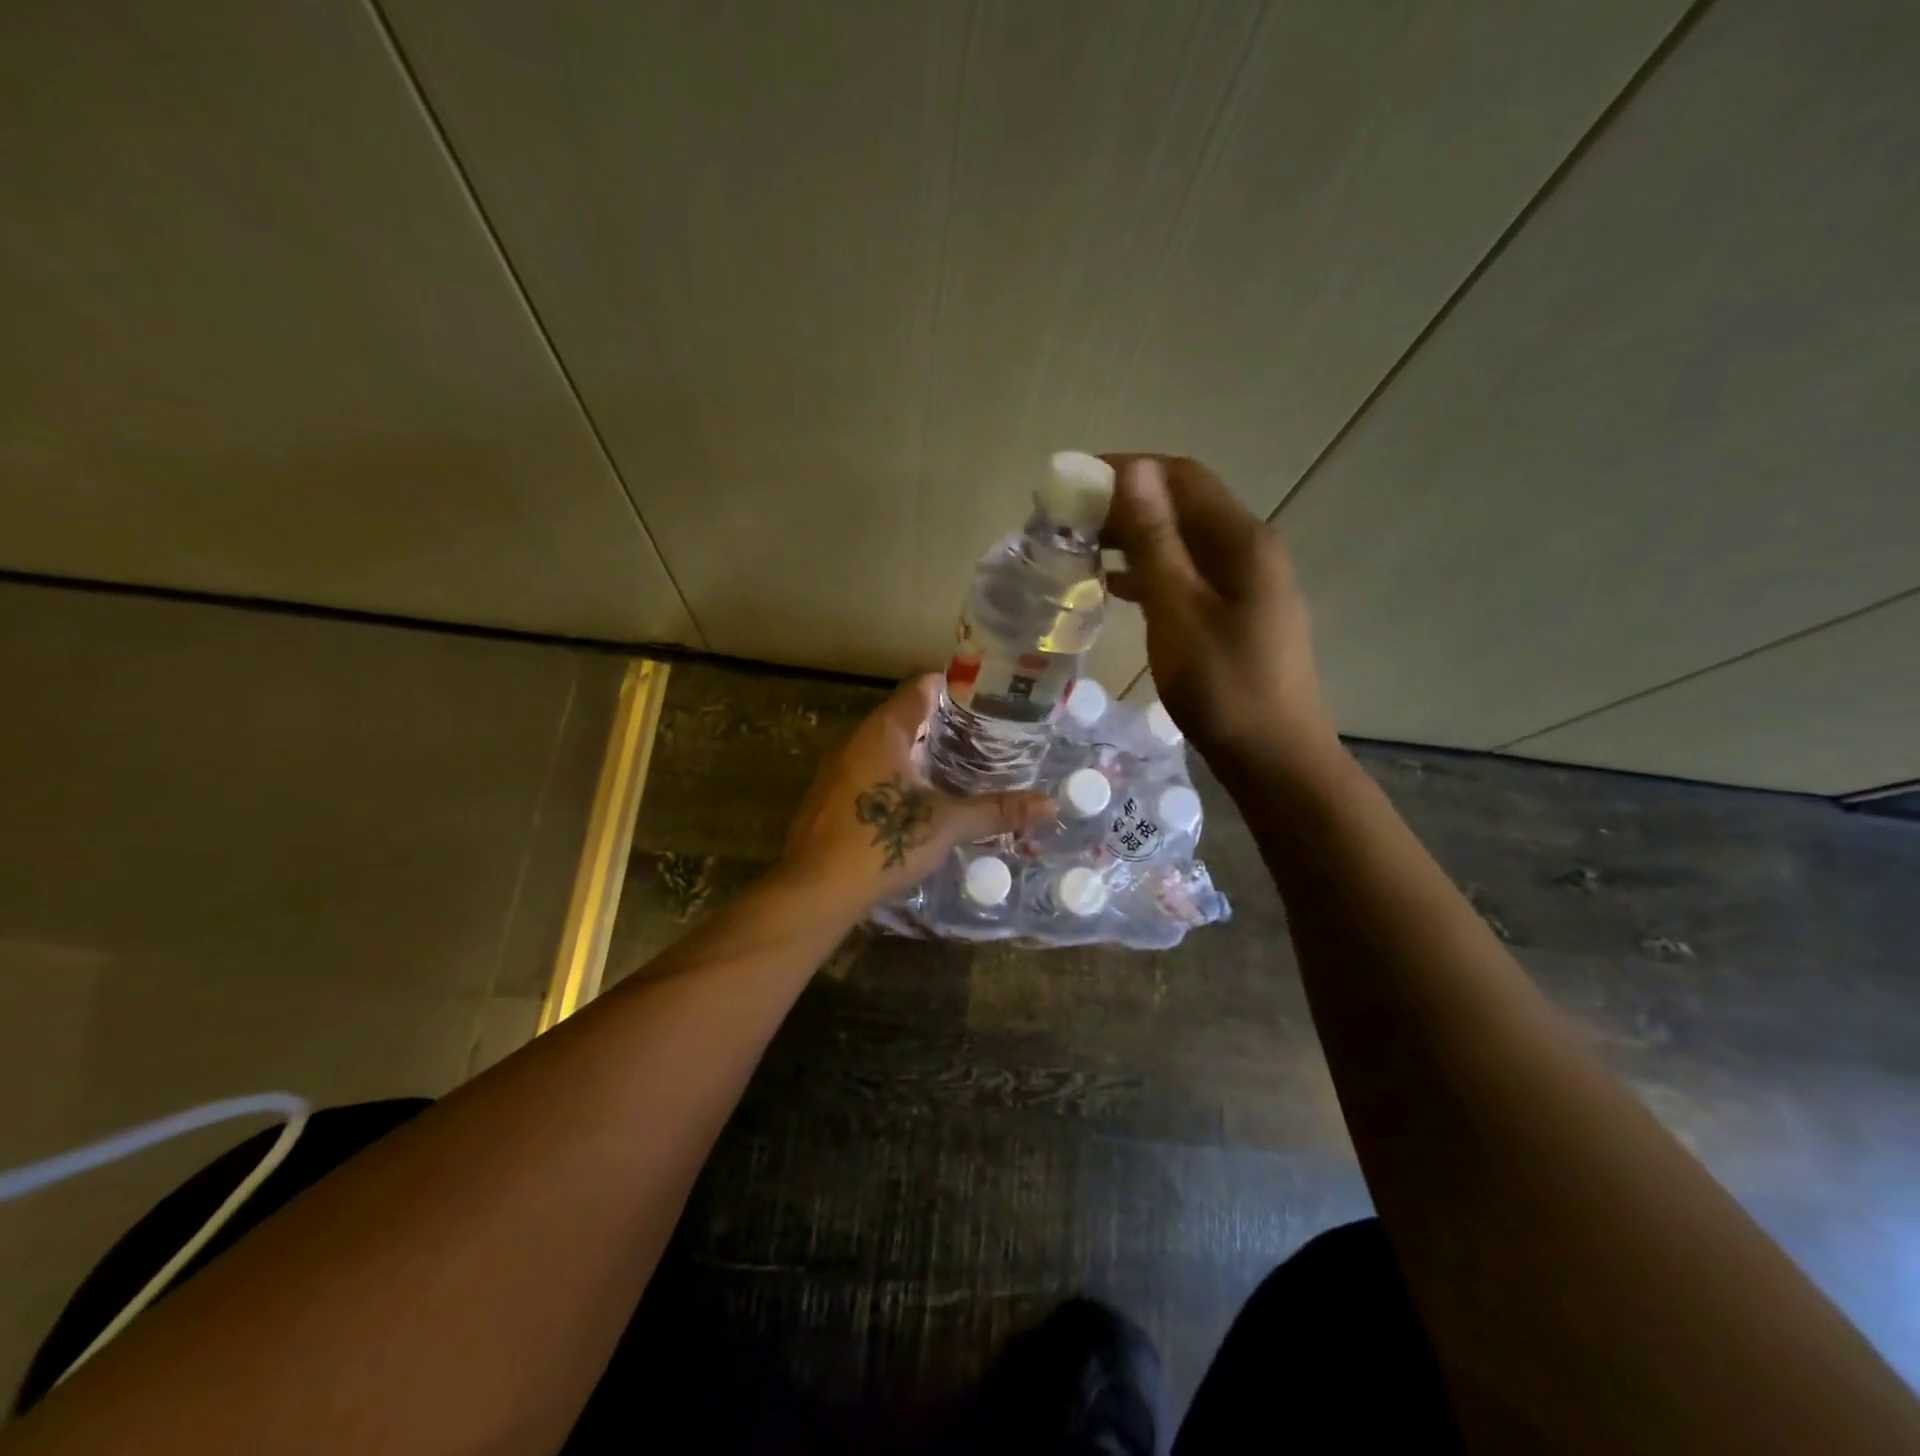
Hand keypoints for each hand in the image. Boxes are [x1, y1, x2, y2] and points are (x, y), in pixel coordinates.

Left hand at [776, 674, 1052, 913]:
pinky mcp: (829, 798)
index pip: (919, 688)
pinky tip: (917, 799)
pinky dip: (896, 774)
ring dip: (916, 750)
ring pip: (883, 746)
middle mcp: (855, 741)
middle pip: (902, 715)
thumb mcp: (946, 824)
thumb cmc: (881, 842)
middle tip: (981, 735)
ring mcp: (837, 770)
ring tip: (956, 764)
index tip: (984, 698)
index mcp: (883, 732)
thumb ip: (996, 810)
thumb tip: (1050, 806)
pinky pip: (869, 771)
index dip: (952, 687)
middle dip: (940, 722)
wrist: (814, 890)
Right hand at [1101, 455, 1337, 772]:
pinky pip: (1187, 576)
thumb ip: (1155, 540)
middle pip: (1183, 506)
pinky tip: (1115, 588)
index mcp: (1241, 540)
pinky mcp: (1236, 614)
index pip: (1181, 477)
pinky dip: (1149, 573)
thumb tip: (1133, 470)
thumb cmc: (1222, 686)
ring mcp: (1246, 584)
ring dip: (1135, 538)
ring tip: (1081, 549)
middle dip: (1125, 504)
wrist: (1273, 757)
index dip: (1127, 469)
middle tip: (1068, 520)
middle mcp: (1248, 550)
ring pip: (1182, 543)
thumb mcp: (1178, 611)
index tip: (1073, 482)